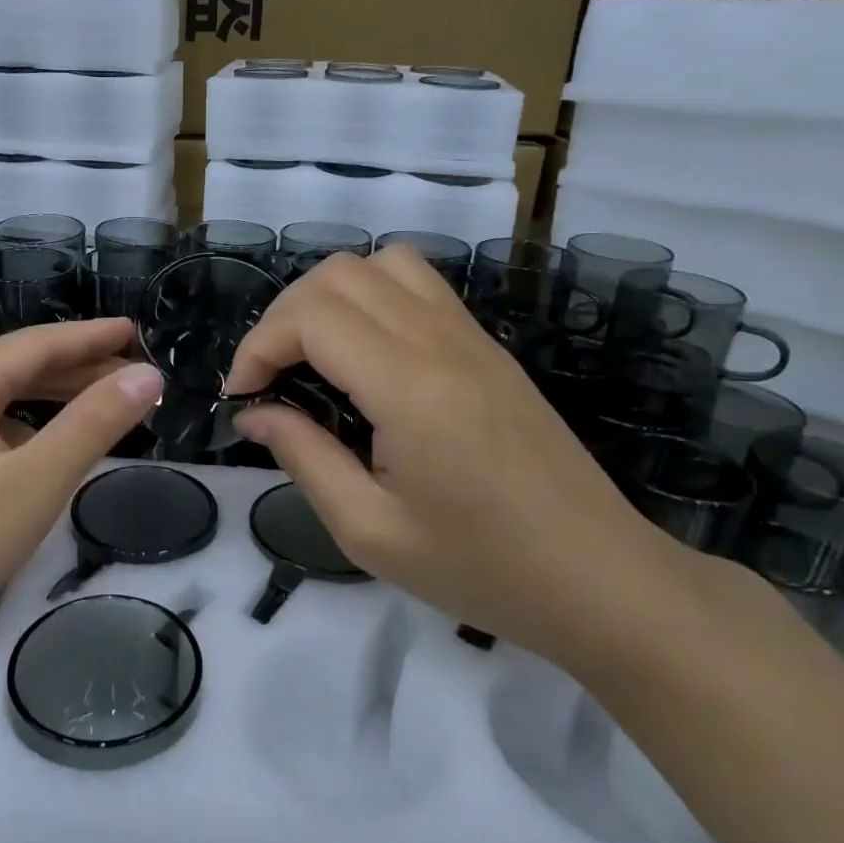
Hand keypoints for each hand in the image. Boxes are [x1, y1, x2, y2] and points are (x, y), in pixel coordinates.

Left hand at [0, 319, 164, 659]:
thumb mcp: (34, 483)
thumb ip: (94, 424)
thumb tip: (148, 376)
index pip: (38, 343)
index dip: (92, 336)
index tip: (136, 331)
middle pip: (18, 368)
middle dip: (79, 369)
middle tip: (136, 378)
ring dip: (53, 400)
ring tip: (104, 407)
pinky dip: (26, 430)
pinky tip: (45, 452)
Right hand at [224, 246, 699, 666]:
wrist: (601, 578)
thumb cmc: (481, 568)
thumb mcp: (370, 531)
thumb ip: (303, 457)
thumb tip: (256, 412)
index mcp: (409, 386)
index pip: (311, 317)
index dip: (259, 346)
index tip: (242, 396)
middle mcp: (440, 340)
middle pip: (339, 274)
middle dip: (283, 317)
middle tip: (269, 378)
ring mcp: (471, 336)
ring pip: (381, 265)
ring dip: (329, 297)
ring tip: (312, 355)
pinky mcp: (488, 347)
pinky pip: (419, 285)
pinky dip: (371, 298)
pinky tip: (364, 355)